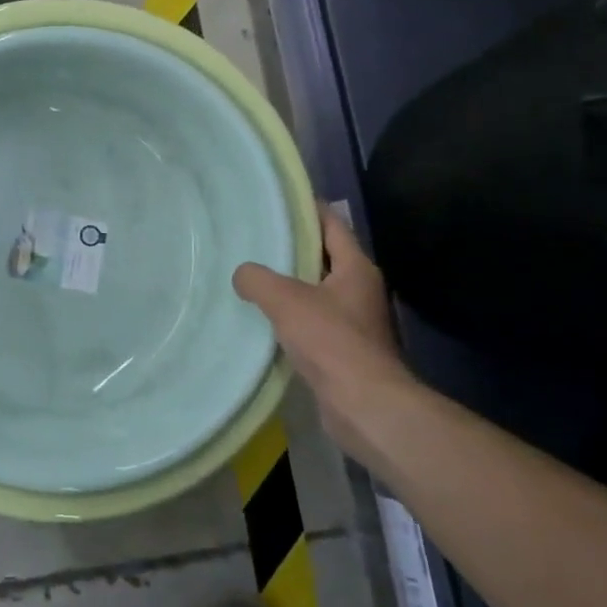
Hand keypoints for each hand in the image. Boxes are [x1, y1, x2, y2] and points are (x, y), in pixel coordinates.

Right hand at [233, 206, 408, 450]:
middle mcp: (360, 290)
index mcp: (356, 268)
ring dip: (288, 285)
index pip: (332, 224)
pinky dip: (290, 317)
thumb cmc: (331, 341)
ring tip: (251, 276)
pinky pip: (312, 321)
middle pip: (323, 257)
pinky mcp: (344, 350)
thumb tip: (242, 274)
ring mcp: (354, 321)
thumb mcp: (285, 300)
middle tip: (254, 239)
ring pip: (316, 291)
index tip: (277, 201)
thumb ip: (257, 279)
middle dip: (292, 247)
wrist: (364, 405)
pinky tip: (262, 319)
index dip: (307, 209)